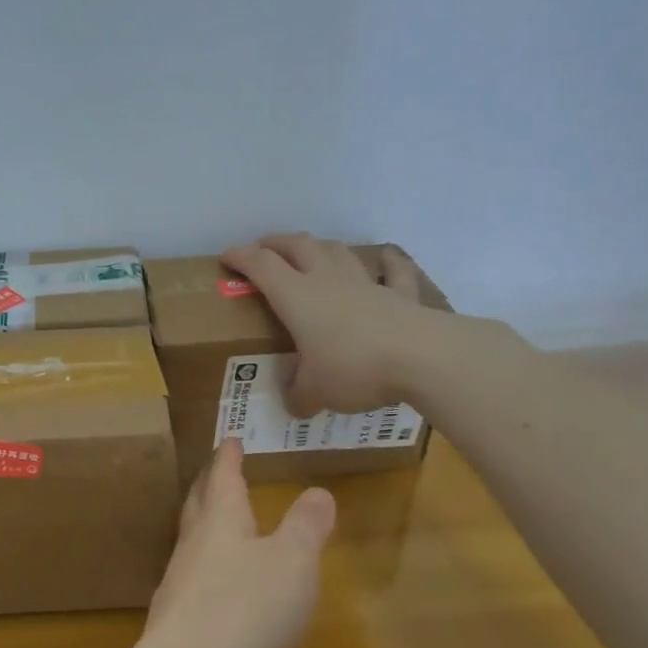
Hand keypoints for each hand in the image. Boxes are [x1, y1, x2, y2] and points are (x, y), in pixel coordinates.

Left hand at [136, 441, 334, 647]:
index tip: (229, 439)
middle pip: (198, 505)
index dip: (228, 458)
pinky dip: (206, 568)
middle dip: (208, 485)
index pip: (223, 478)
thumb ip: (306, 527)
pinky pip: (192, 579)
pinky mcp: (175, 621)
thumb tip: (317, 491)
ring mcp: (178, 584)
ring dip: (203, 525)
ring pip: (191, 541)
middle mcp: (194, 545)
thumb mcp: (293, 563)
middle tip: (213, 471)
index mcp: (221, 522)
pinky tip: (216, 588)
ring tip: (217, 524)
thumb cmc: (246, 610)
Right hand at [221, 233, 437, 414]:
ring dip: (320, 247)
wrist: (421, 357)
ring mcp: (367, 283)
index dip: (241, 257)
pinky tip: (386, 257)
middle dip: (276, 243)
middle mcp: (328, 281)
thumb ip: (300, 396)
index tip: (226, 257)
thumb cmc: (353, 368)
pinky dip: (388, 261)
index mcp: (297, 298)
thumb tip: (295, 405)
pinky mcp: (401, 295)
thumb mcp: (315, 392)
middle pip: (298, 246)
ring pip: (338, 251)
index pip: (261, 266)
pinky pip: (394, 270)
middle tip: (264, 249)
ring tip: (311, 252)